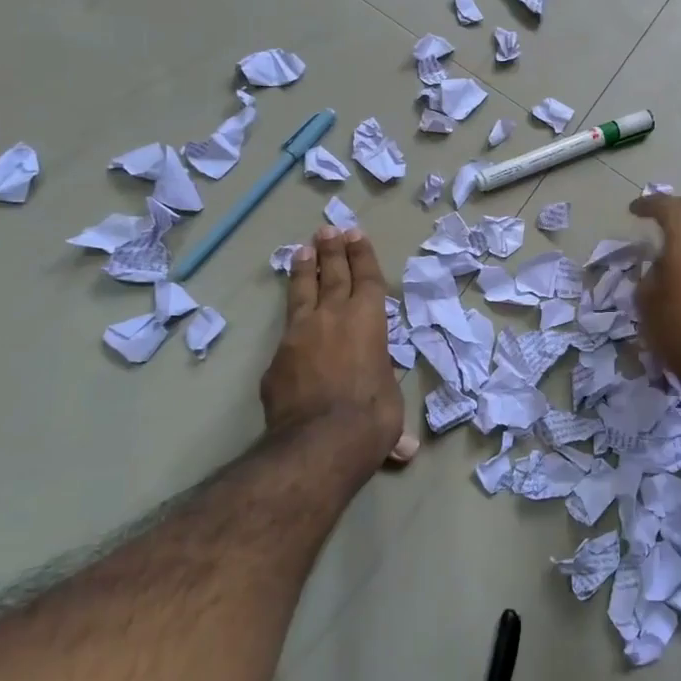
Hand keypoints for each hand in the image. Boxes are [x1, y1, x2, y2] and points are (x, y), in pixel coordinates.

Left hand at [261, 227, 418, 467]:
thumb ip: (387, 414)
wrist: (318, 442)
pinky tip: (290, 323)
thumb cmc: (371, 418)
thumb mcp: (390, 407)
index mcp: (369, 321)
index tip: (355, 235)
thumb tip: (404, 450)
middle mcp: (334, 317)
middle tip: (328, 230)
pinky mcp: (276, 359)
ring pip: (302, 293)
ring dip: (304, 270)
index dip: (362, 256)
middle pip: (332, 275)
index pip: (366, 279)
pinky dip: (291, 319)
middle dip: (332, 251)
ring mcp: (300, 335)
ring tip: (302, 250)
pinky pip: (286, 331)